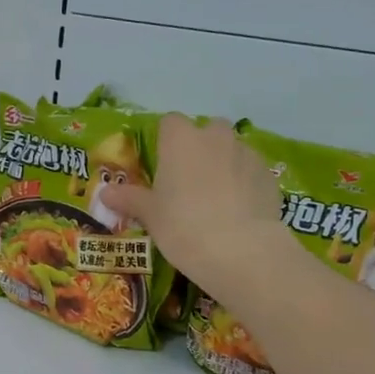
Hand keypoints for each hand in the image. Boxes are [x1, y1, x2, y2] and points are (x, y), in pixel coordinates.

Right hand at [100, 113, 287, 295]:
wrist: (241, 250)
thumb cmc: (183, 226)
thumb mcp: (150, 215)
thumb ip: (129, 199)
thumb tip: (105, 192)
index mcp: (181, 139)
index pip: (170, 123)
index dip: (165, 141)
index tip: (161, 166)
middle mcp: (215, 137)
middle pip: (206, 131)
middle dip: (199, 149)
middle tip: (188, 182)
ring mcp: (247, 154)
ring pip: (232, 150)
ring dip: (223, 165)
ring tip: (215, 200)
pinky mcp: (269, 176)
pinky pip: (251, 172)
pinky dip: (244, 183)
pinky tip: (238, 212)